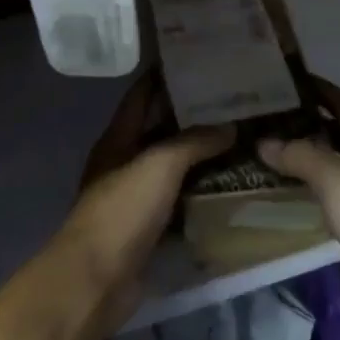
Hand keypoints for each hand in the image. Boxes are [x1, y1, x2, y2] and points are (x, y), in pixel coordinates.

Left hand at [54, 74, 232, 326]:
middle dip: (193, 116)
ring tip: (242, 138)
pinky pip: (180, 201)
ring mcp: (136, 198)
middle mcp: (125, 163)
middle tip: (235, 101)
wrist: (97, 279)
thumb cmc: (122, 210)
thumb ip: (193, 142)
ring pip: (174, 168)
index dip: (164, 76)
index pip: (141, 95)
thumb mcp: (158, 165)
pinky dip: (202, 193)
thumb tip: (230, 126)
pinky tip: (232, 185)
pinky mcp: (149, 229)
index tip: (197, 60)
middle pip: (160, 130)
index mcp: (117, 139)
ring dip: (202, 156)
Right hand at [257, 78, 339, 339]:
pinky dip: (315, 190)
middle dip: (309, 123)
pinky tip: (292, 195)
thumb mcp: (336, 178)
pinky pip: (338, 198)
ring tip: (271, 152)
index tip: (287, 79)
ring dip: (310, 157)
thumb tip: (265, 141)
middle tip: (268, 117)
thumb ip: (300, 155)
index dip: (320, 89)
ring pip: (339, 167)